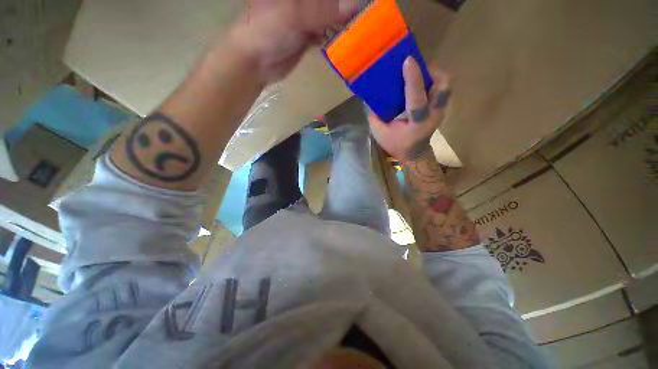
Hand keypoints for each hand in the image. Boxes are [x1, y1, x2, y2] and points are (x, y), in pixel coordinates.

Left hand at [229, 0, 358, 83]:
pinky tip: (346, 40)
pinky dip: (336, 36)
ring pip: (330, 15)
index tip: (365, 3)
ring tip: (362, 28)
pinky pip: (326, 33)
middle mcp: (302, 0)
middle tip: (367, 14)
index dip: (343, 1)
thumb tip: (356, 4)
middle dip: (347, 7)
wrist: (254, 61)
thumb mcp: (295, 15)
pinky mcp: (307, 36)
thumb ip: (324, 10)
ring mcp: (306, 17)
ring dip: (344, 21)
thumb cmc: (267, 29)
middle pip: (330, 1)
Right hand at [369, 57, 450, 161]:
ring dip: (434, 75)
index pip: (417, 101)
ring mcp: (440, 112)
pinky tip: (422, 82)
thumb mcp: (380, 134)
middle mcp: (433, 116)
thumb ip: (375, 116)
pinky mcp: (441, 109)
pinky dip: (434, 81)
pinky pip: (442, 89)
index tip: (408, 60)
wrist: (415, 153)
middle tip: (417, 67)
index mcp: (416, 124)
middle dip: (432, 72)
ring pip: (445, 86)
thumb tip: (371, 97)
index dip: (413, 80)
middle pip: (442, 88)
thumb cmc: (396, 144)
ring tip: (419, 73)